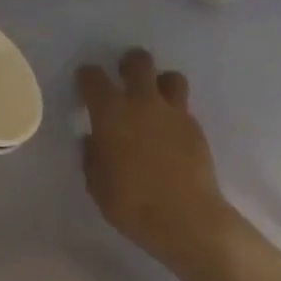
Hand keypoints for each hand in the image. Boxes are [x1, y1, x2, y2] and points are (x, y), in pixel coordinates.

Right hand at [76, 49, 250, 275]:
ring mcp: (173, 113)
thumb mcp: (96, 183)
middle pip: (139, 62)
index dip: (87, 76)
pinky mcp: (196, 129)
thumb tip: (94, 140)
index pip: (93, 77)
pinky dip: (174, 113)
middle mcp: (142, 102)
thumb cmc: (130, 202)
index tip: (85, 83)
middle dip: (129, 63)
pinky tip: (169, 133)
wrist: (186, 218)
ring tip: (154, 99)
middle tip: (124, 76)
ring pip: (171, 77)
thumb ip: (92, 155)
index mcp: (110, 112)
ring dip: (160, 82)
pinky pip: (183, 108)